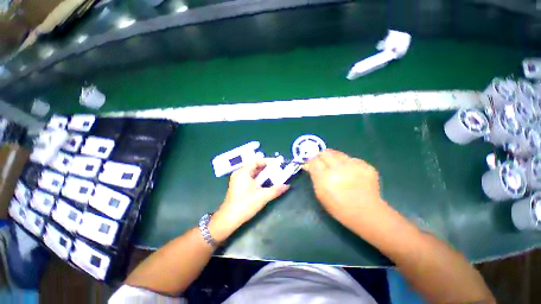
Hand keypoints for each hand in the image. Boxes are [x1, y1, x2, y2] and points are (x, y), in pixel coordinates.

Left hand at [209, 160, 289, 242]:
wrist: (229, 219)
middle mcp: (239, 173)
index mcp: (243, 172)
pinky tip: (265, 182)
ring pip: (252, 173)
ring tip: (273, 174)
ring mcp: (237, 180)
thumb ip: (276, 190)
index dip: (267, 161)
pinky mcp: (238, 186)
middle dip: (266, 167)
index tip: (277, 163)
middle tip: (277, 169)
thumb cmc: (245, 205)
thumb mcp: (262, 197)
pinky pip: (250, 178)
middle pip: (254, 166)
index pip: (256, 162)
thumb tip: (287, 186)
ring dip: (262, 173)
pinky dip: (258, 178)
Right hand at [304, 149, 386, 224]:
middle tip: (323, 163)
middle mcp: (338, 169)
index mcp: (325, 178)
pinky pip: (351, 159)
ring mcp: (353, 166)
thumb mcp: (320, 193)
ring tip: (337, 168)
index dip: (312, 161)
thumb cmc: (338, 206)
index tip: (313, 163)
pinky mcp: (365, 165)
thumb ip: (314, 176)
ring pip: (337, 153)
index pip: (314, 160)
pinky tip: (351, 173)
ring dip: (334, 158)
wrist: (366, 213)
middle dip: (322, 156)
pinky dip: (347, 163)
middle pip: (325, 153)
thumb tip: (308, 164)